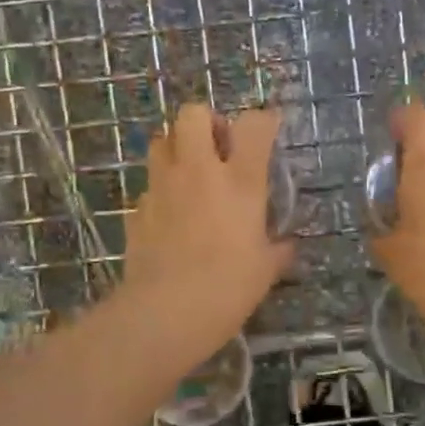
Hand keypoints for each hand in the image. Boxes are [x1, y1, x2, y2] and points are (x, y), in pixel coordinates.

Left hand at [121, 103, 292, 356]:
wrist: (167, 312)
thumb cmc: (230, 286)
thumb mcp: (266, 269)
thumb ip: (278, 249)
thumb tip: (287, 246)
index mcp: (240, 180)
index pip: (253, 124)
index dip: (263, 121)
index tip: (268, 130)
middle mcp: (198, 171)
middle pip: (193, 114)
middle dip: (206, 122)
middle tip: (218, 148)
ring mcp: (162, 187)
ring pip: (160, 140)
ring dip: (177, 148)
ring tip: (191, 175)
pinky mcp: (137, 209)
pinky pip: (149, 186)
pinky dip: (161, 192)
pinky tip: (171, 217)